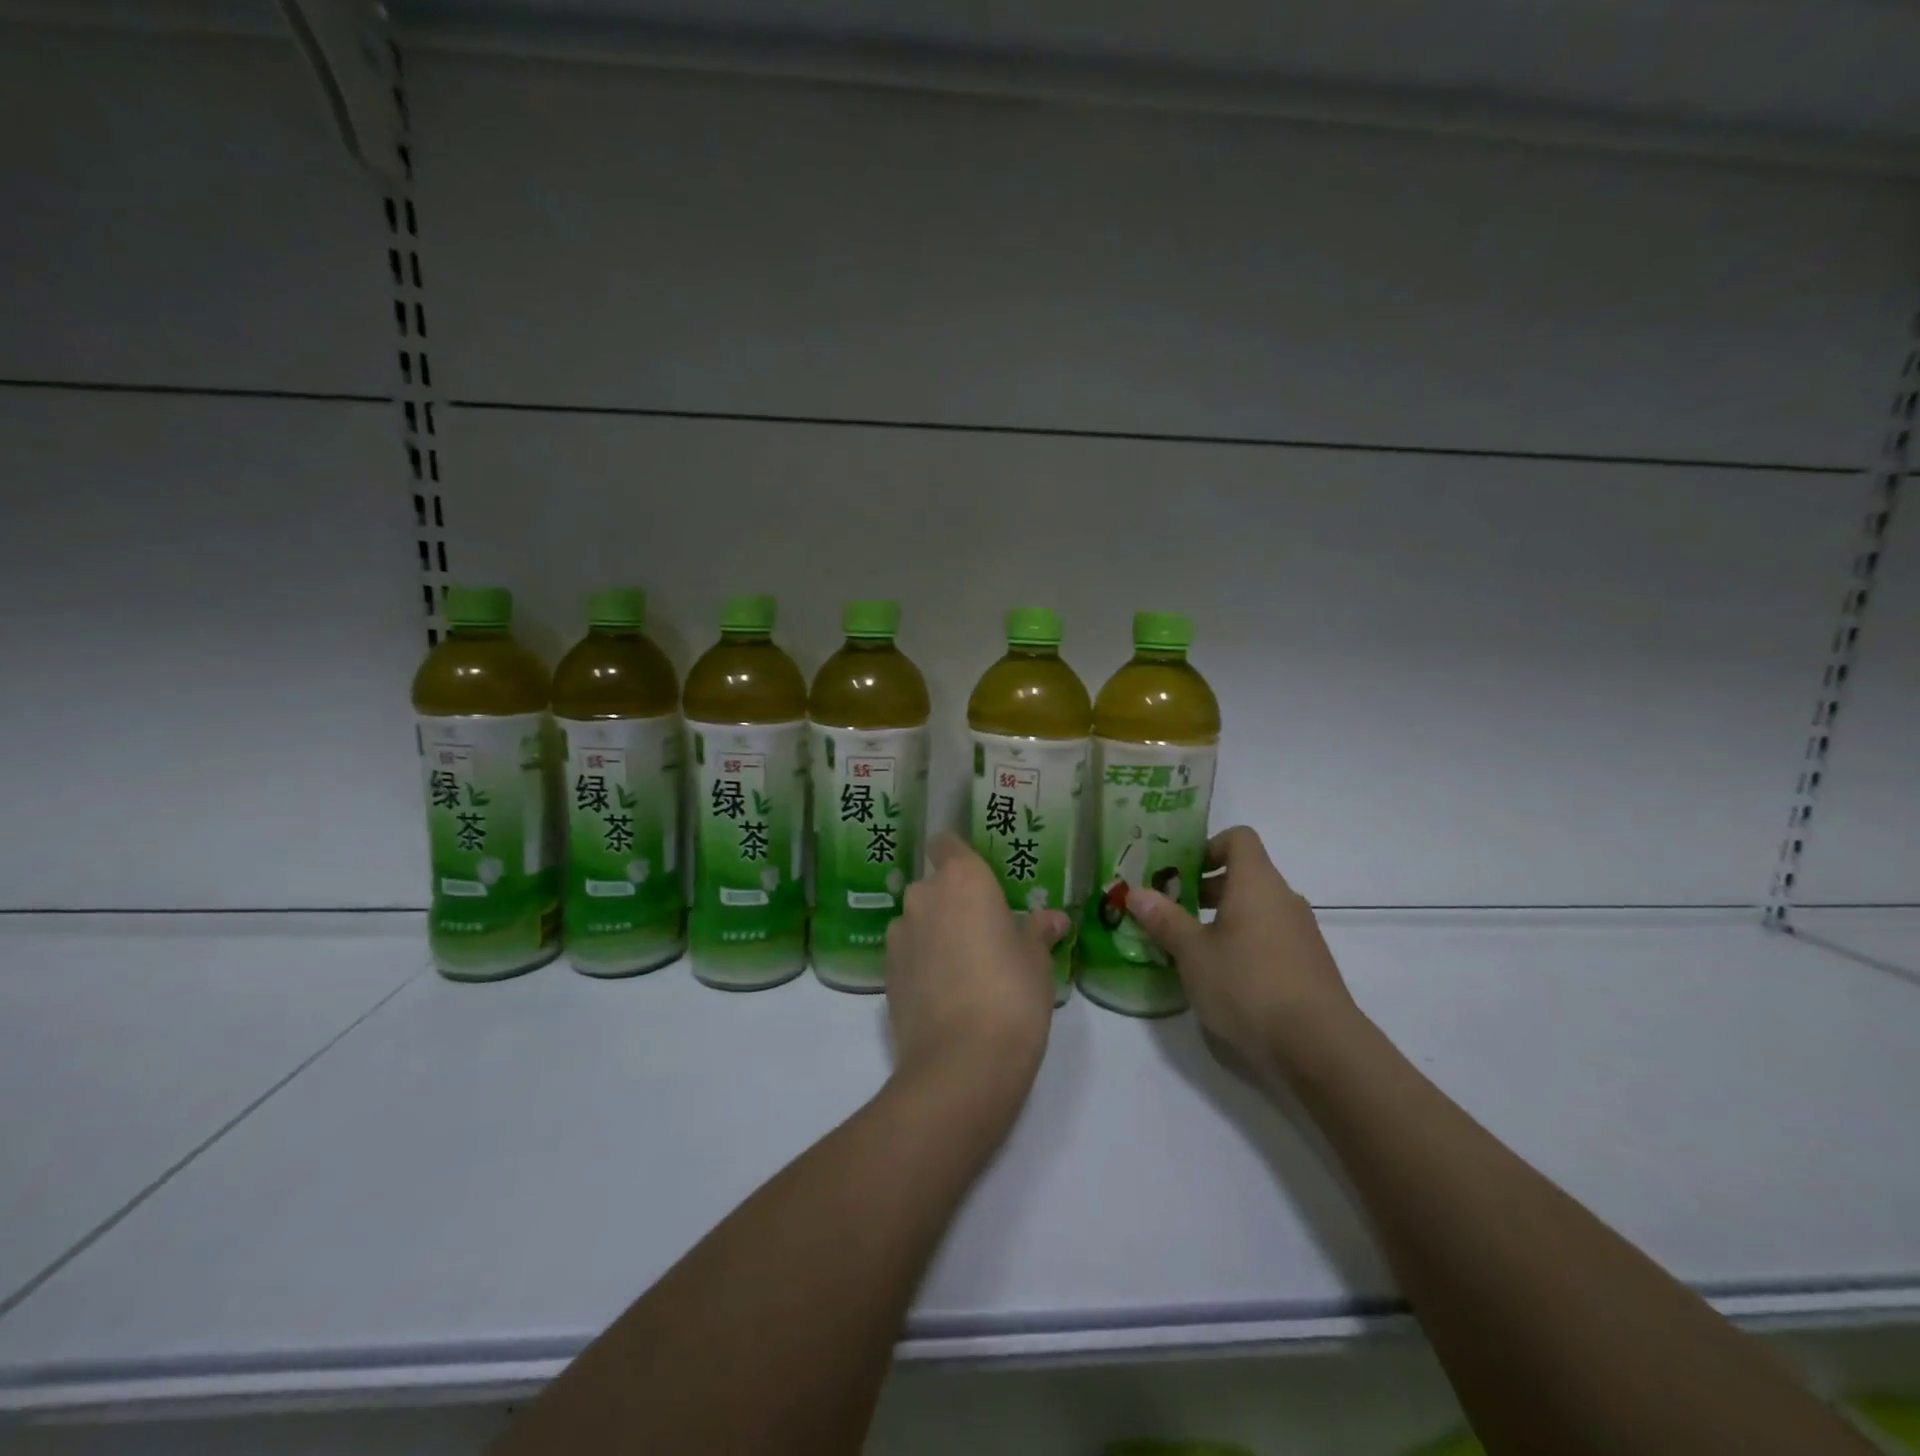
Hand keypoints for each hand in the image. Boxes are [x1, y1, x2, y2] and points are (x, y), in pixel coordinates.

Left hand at [885, 834, 1068, 1100]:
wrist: (962, 1062)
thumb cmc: (1012, 993)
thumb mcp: (1037, 960)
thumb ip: (1038, 931)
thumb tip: (1053, 919)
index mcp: (963, 879)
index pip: (947, 843)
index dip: (958, 854)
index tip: (977, 877)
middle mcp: (924, 896)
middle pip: (934, 885)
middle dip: (953, 901)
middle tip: (984, 932)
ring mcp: (899, 934)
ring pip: (919, 920)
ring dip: (936, 932)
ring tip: (964, 968)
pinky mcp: (885, 972)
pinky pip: (908, 952)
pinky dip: (922, 962)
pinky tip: (945, 993)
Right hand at [1125, 826, 1356, 1083]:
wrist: (1319, 1046)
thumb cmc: (1247, 984)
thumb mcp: (1193, 952)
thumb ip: (1164, 919)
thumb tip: (1136, 892)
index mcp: (1256, 882)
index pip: (1238, 838)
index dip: (1208, 846)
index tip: (1181, 872)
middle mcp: (1283, 898)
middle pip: (1245, 875)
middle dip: (1206, 889)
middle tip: (1172, 911)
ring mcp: (1301, 932)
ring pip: (1257, 909)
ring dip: (1224, 919)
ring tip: (1192, 949)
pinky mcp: (1309, 964)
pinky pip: (1271, 937)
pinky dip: (1245, 943)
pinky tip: (1225, 978)